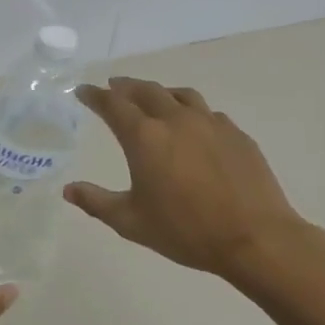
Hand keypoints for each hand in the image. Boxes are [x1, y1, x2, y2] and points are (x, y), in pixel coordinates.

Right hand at [66, 77, 319, 285]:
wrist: (255, 238)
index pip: (113, 105)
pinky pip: (207, 112)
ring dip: (160, 92)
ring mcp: (211, 124)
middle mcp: (176, 120)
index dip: (95, 95)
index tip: (83, 90)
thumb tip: (69, 190)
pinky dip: (190, 111)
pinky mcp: (236, 134)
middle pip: (146, 90)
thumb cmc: (185, 231)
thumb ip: (96, 202)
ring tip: (152, 97)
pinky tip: (192, 125)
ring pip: (180, 94)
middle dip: (125, 86)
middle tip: (114, 86)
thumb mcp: (131, 222)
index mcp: (145, 138)